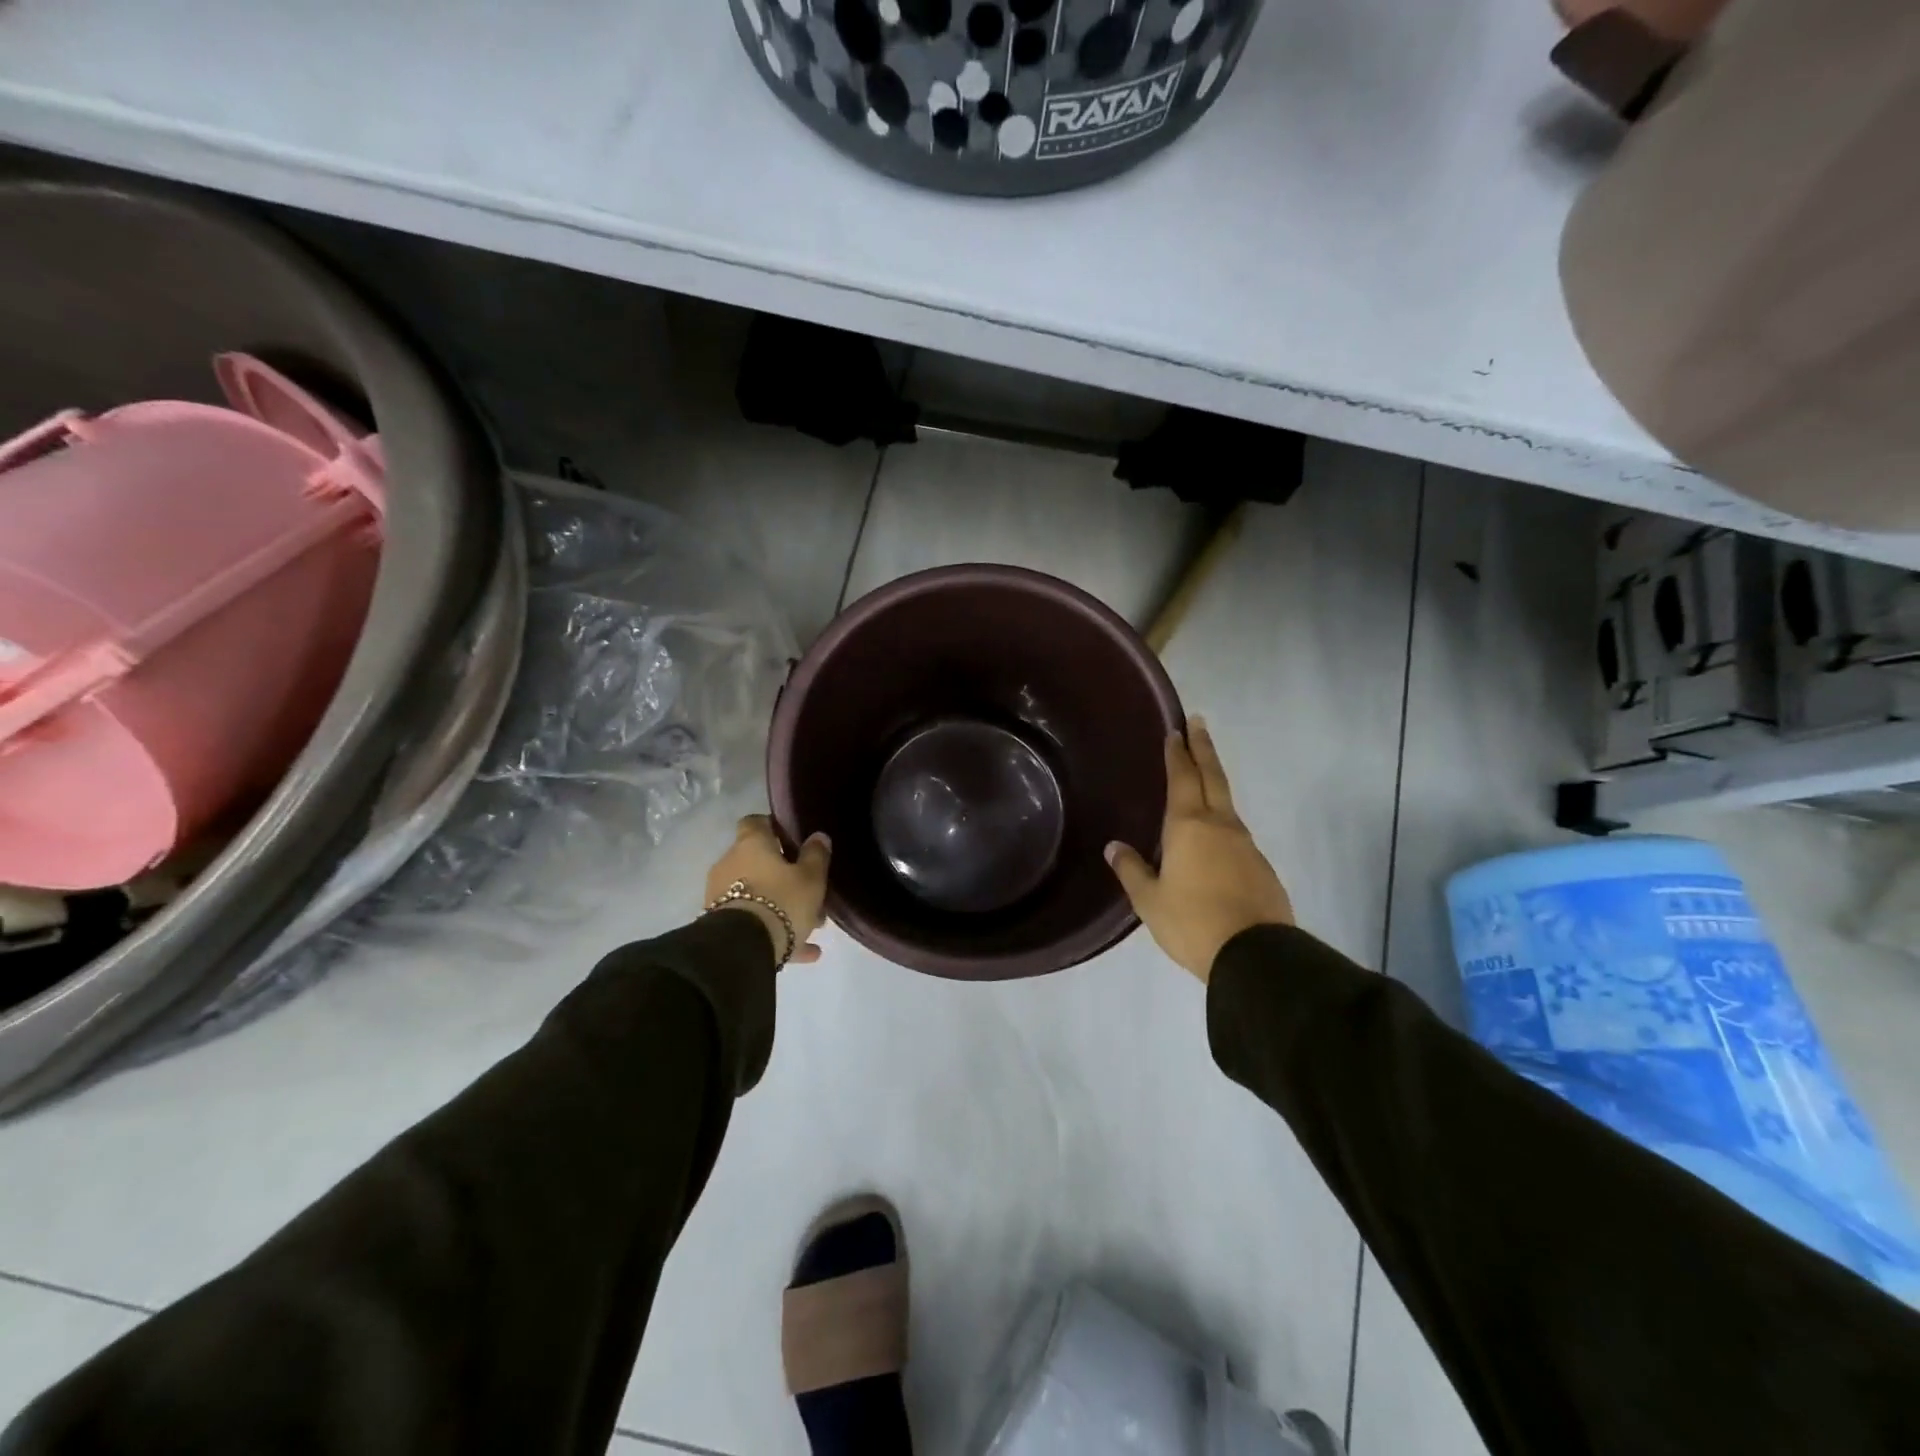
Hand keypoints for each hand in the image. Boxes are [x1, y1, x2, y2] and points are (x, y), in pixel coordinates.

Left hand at [705, 816, 831, 965]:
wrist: (742, 949)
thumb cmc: (781, 901)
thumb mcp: (811, 878)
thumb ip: (816, 855)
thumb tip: (818, 836)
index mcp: (751, 844)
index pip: (755, 822)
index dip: (773, 827)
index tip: (792, 840)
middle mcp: (730, 863)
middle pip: (758, 862)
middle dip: (783, 875)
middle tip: (809, 890)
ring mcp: (720, 895)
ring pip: (757, 894)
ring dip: (780, 905)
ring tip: (810, 925)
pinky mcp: (720, 924)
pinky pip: (753, 921)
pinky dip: (775, 930)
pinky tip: (803, 950)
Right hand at [1105, 717, 1292, 983]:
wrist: (1254, 956)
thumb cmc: (1192, 923)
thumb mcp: (1149, 900)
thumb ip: (1131, 870)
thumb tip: (1115, 847)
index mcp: (1189, 826)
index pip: (1182, 778)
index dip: (1178, 753)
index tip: (1177, 729)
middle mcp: (1220, 826)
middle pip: (1212, 777)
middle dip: (1203, 749)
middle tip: (1199, 723)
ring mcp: (1245, 845)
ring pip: (1227, 804)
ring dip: (1214, 783)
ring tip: (1201, 777)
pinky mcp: (1261, 867)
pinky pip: (1236, 833)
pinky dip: (1222, 821)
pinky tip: (1214, 836)